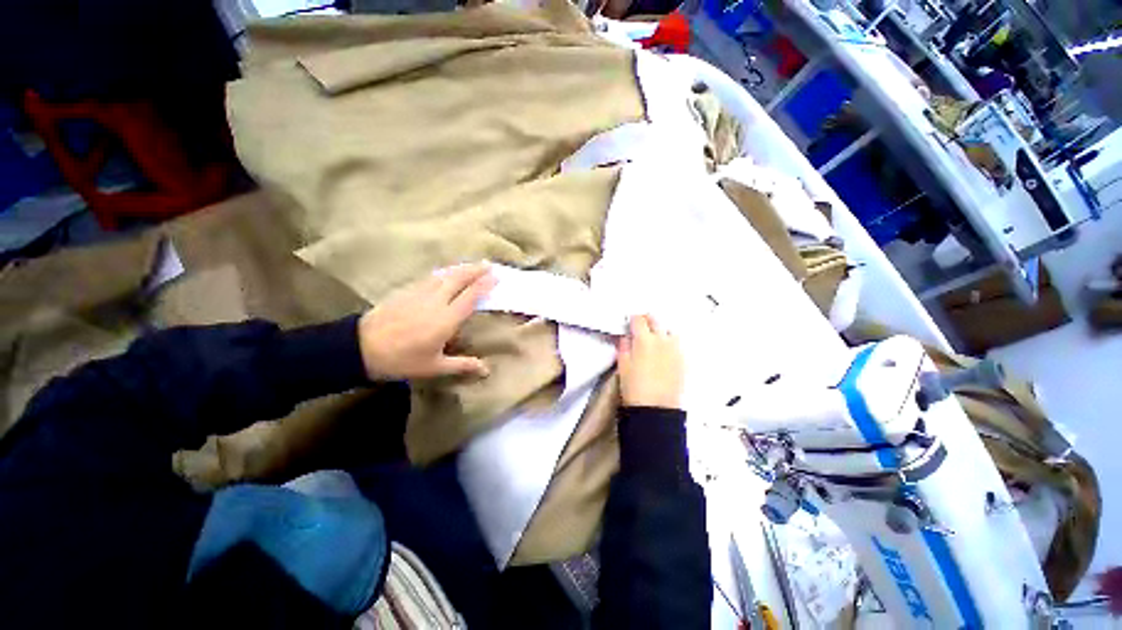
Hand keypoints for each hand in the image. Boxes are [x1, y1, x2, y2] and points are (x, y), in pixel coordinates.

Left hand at [359, 262, 495, 380]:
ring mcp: (419, 294)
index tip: (496, 276)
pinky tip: (445, 273)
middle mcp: (436, 301)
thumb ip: (463, 365)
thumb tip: (487, 370)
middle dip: (475, 270)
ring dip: (460, 268)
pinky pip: (430, 278)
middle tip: (488, 264)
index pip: (470, 297)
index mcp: (446, 319)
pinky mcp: (406, 291)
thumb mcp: (434, 367)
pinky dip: (443, 273)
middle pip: (459, 279)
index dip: (484, 285)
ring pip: (444, 275)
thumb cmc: (402, 360)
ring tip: (472, 265)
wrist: (361, 348)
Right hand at [616, 315, 683, 408]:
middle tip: (642, 327)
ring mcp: (675, 350)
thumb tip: (626, 337)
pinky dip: (670, 344)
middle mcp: (662, 341)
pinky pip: (677, 345)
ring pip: (670, 331)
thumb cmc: (634, 388)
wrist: (655, 409)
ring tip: (655, 339)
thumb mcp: (622, 365)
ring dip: (662, 330)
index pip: (639, 320)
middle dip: (648, 320)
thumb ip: (624, 347)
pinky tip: (664, 353)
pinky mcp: (683, 361)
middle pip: (656, 320)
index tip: (631, 322)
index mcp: (644, 340)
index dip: (634, 319)